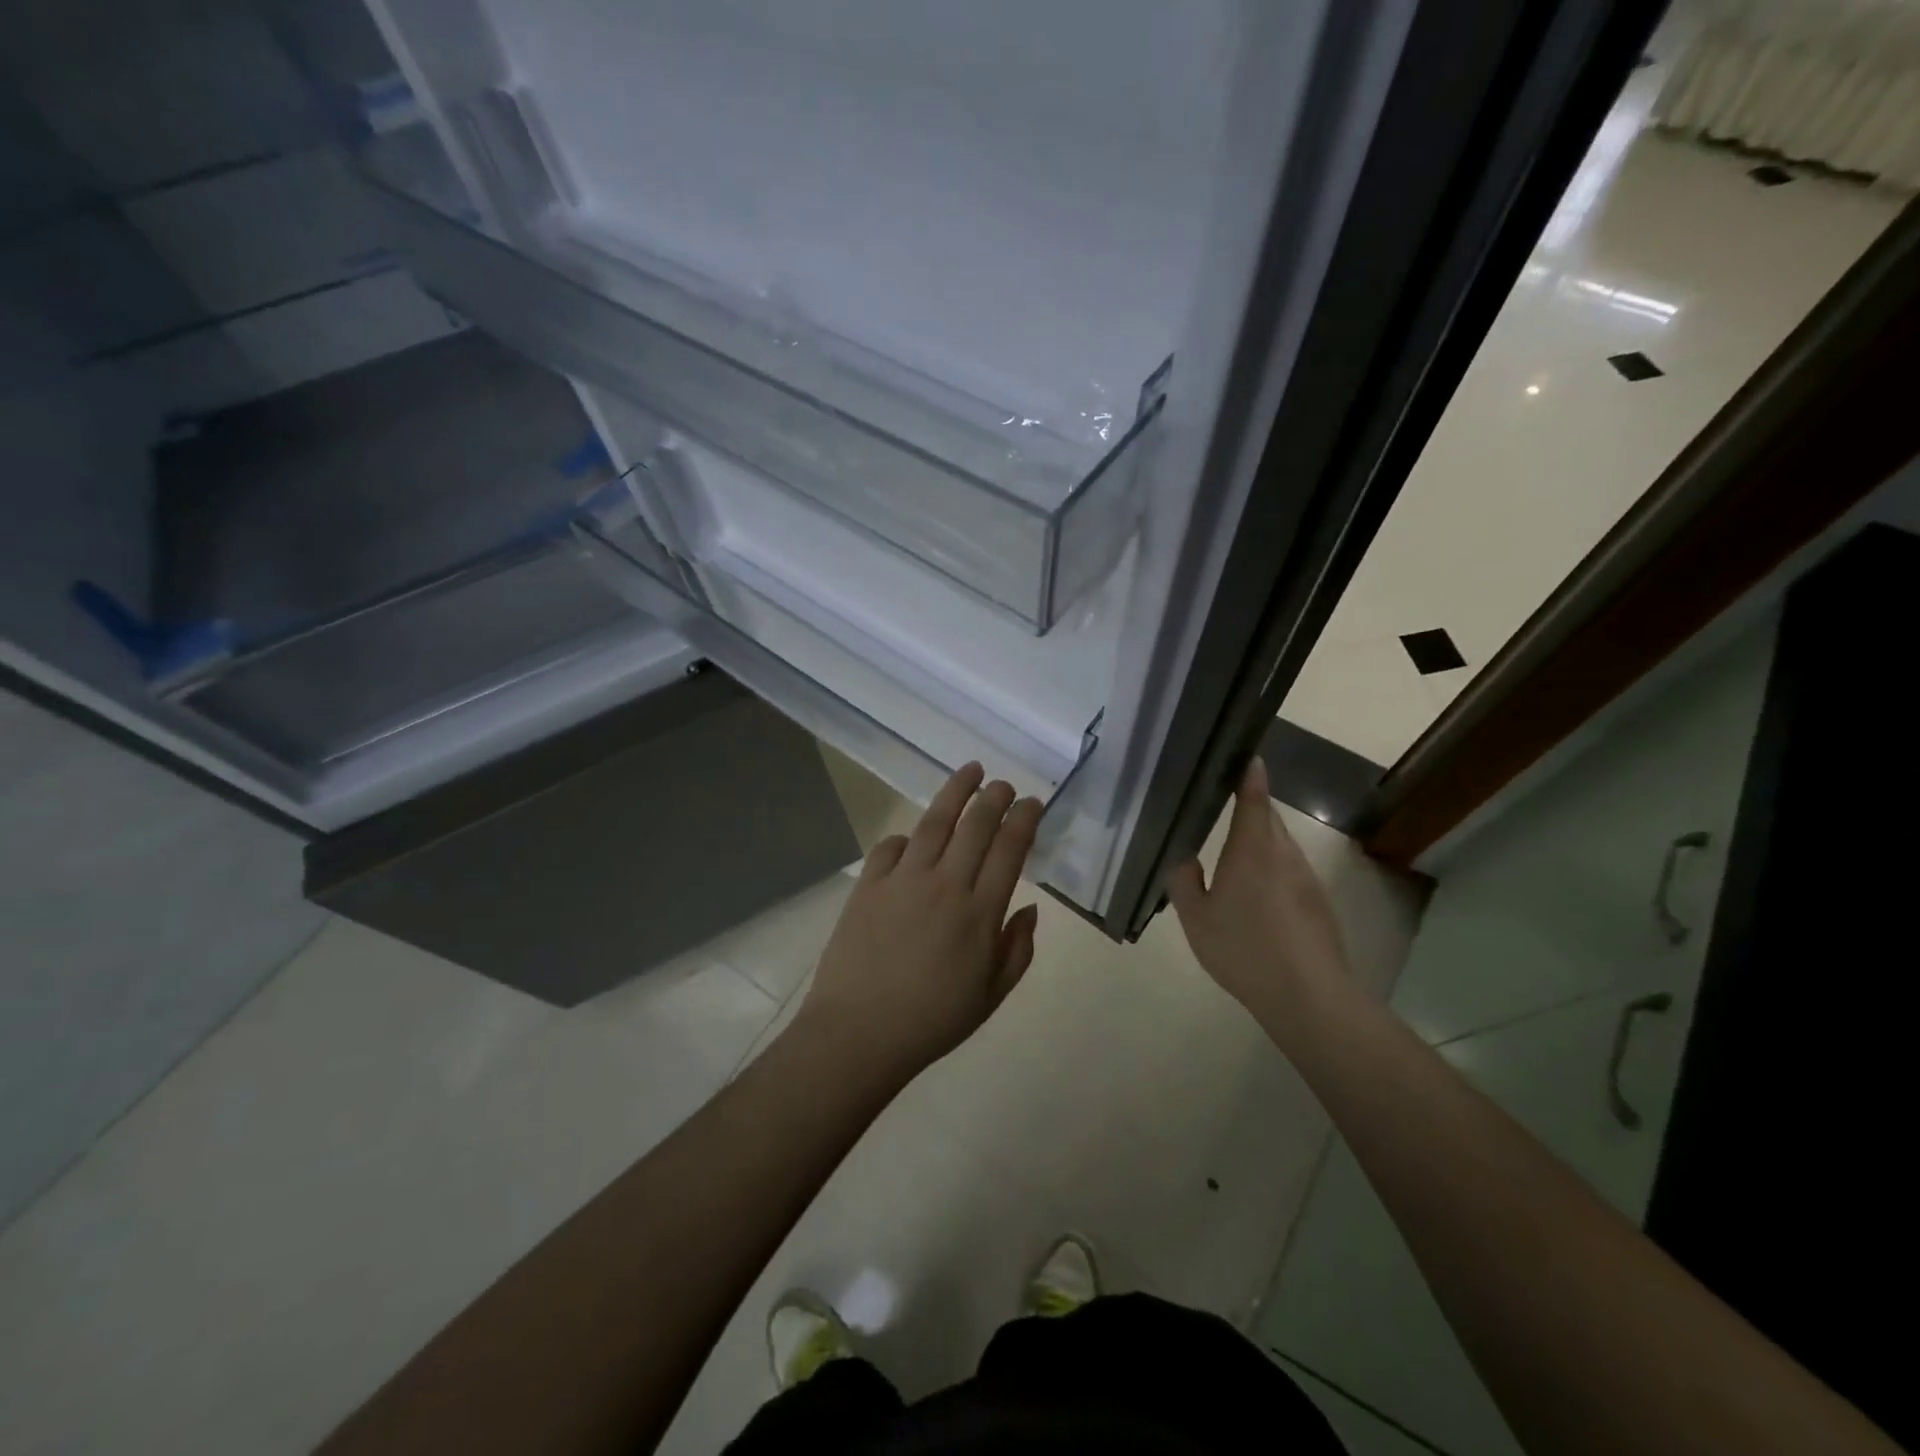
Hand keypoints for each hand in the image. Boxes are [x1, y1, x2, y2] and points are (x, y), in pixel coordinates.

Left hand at [793, 763, 1042, 1084]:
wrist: (859, 1033)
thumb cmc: (932, 1021)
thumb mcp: (991, 996)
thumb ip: (1017, 949)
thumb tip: (1030, 909)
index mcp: (980, 912)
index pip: (1010, 850)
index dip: (1024, 819)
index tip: (1032, 803)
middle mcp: (945, 884)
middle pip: (976, 825)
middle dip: (994, 797)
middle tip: (1004, 785)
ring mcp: (903, 880)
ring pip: (935, 822)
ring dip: (956, 792)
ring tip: (970, 772)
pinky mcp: (868, 885)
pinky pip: (890, 847)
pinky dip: (906, 838)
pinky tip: (913, 838)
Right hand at [1168, 757, 1349, 1030]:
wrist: (1308, 995)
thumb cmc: (1244, 950)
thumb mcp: (1196, 919)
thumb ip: (1183, 881)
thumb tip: (1182, 856)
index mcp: (1252, 849)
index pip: (1255, 797)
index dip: (1249, 773)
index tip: (1244, 754)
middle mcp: (1284, 854)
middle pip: (1269, 818)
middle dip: (1251, 806)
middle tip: (1221, 805)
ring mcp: (1306, 878)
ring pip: (1281, 845)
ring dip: (1260, 840)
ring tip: (1233, 854)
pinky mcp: (1318, 901)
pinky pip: (1290, 870)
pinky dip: (1272, 867)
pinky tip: (1256, 896)